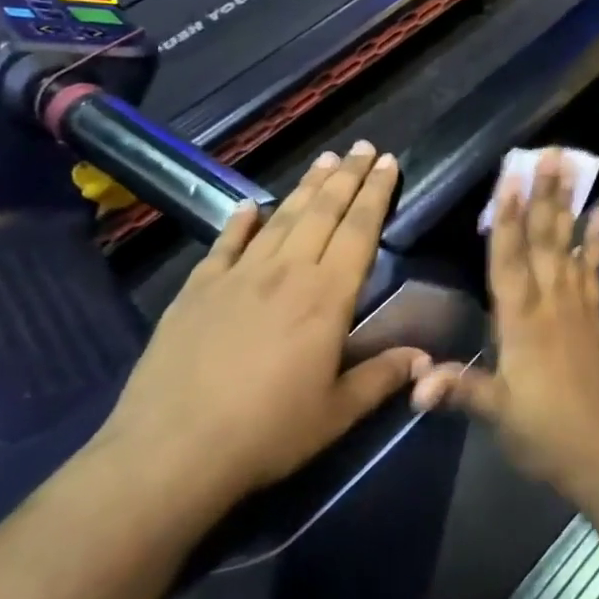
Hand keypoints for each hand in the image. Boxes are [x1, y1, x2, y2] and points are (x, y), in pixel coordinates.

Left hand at [93, 142, 423, 522]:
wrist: (171, 452)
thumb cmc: (267, 433)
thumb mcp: (337, 413)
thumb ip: (382, 378)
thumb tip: (427, 359)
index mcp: (326, 296)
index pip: (360, 230)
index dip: (376, 193)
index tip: (388, 161)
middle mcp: (286, 272)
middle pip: (323, 211)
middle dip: (348, 177)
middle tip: (362, 146)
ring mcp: (238, 276)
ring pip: (281, 218)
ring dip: (306, 187)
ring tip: (325, 160)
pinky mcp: (197, 289)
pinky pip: (225, 244)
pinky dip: (240, 222)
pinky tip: (250, 206)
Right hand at [411, 149, 598, 507]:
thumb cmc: (545, 433)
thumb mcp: (498, 414)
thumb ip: (460, 390)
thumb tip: (414, 385)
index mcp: (522, 322)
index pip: (510, 260)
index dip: (506, 219)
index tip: (509, 179)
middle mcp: (551, 303)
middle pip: (545, 241)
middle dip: (545, 196)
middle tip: (550, 155)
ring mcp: (577, 307)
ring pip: (570, 247)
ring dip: (569, 207)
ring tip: (574, 169)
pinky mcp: (594, 317)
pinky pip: (594, 271)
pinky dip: (598, 243)